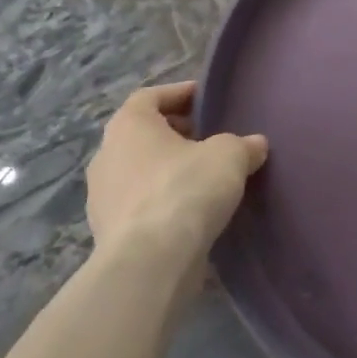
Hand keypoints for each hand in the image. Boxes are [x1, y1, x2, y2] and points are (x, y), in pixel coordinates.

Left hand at [83, 82, 267, 288]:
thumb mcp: (229, 156)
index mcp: (128, 125)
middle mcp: (107, 155)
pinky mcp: (108, 234)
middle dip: (176, 135)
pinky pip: (140, 206)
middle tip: (210, 140)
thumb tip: (255, 144)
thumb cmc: (185, 189)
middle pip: (143, 134)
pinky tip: (191, 214)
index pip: (150, 96)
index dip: (180, 94)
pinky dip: (162, 203)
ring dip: (168, 171)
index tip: (206, 100)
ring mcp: (101, 198)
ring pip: (140, 172)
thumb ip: (243, 145)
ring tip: (204, 179)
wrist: (150, 263)